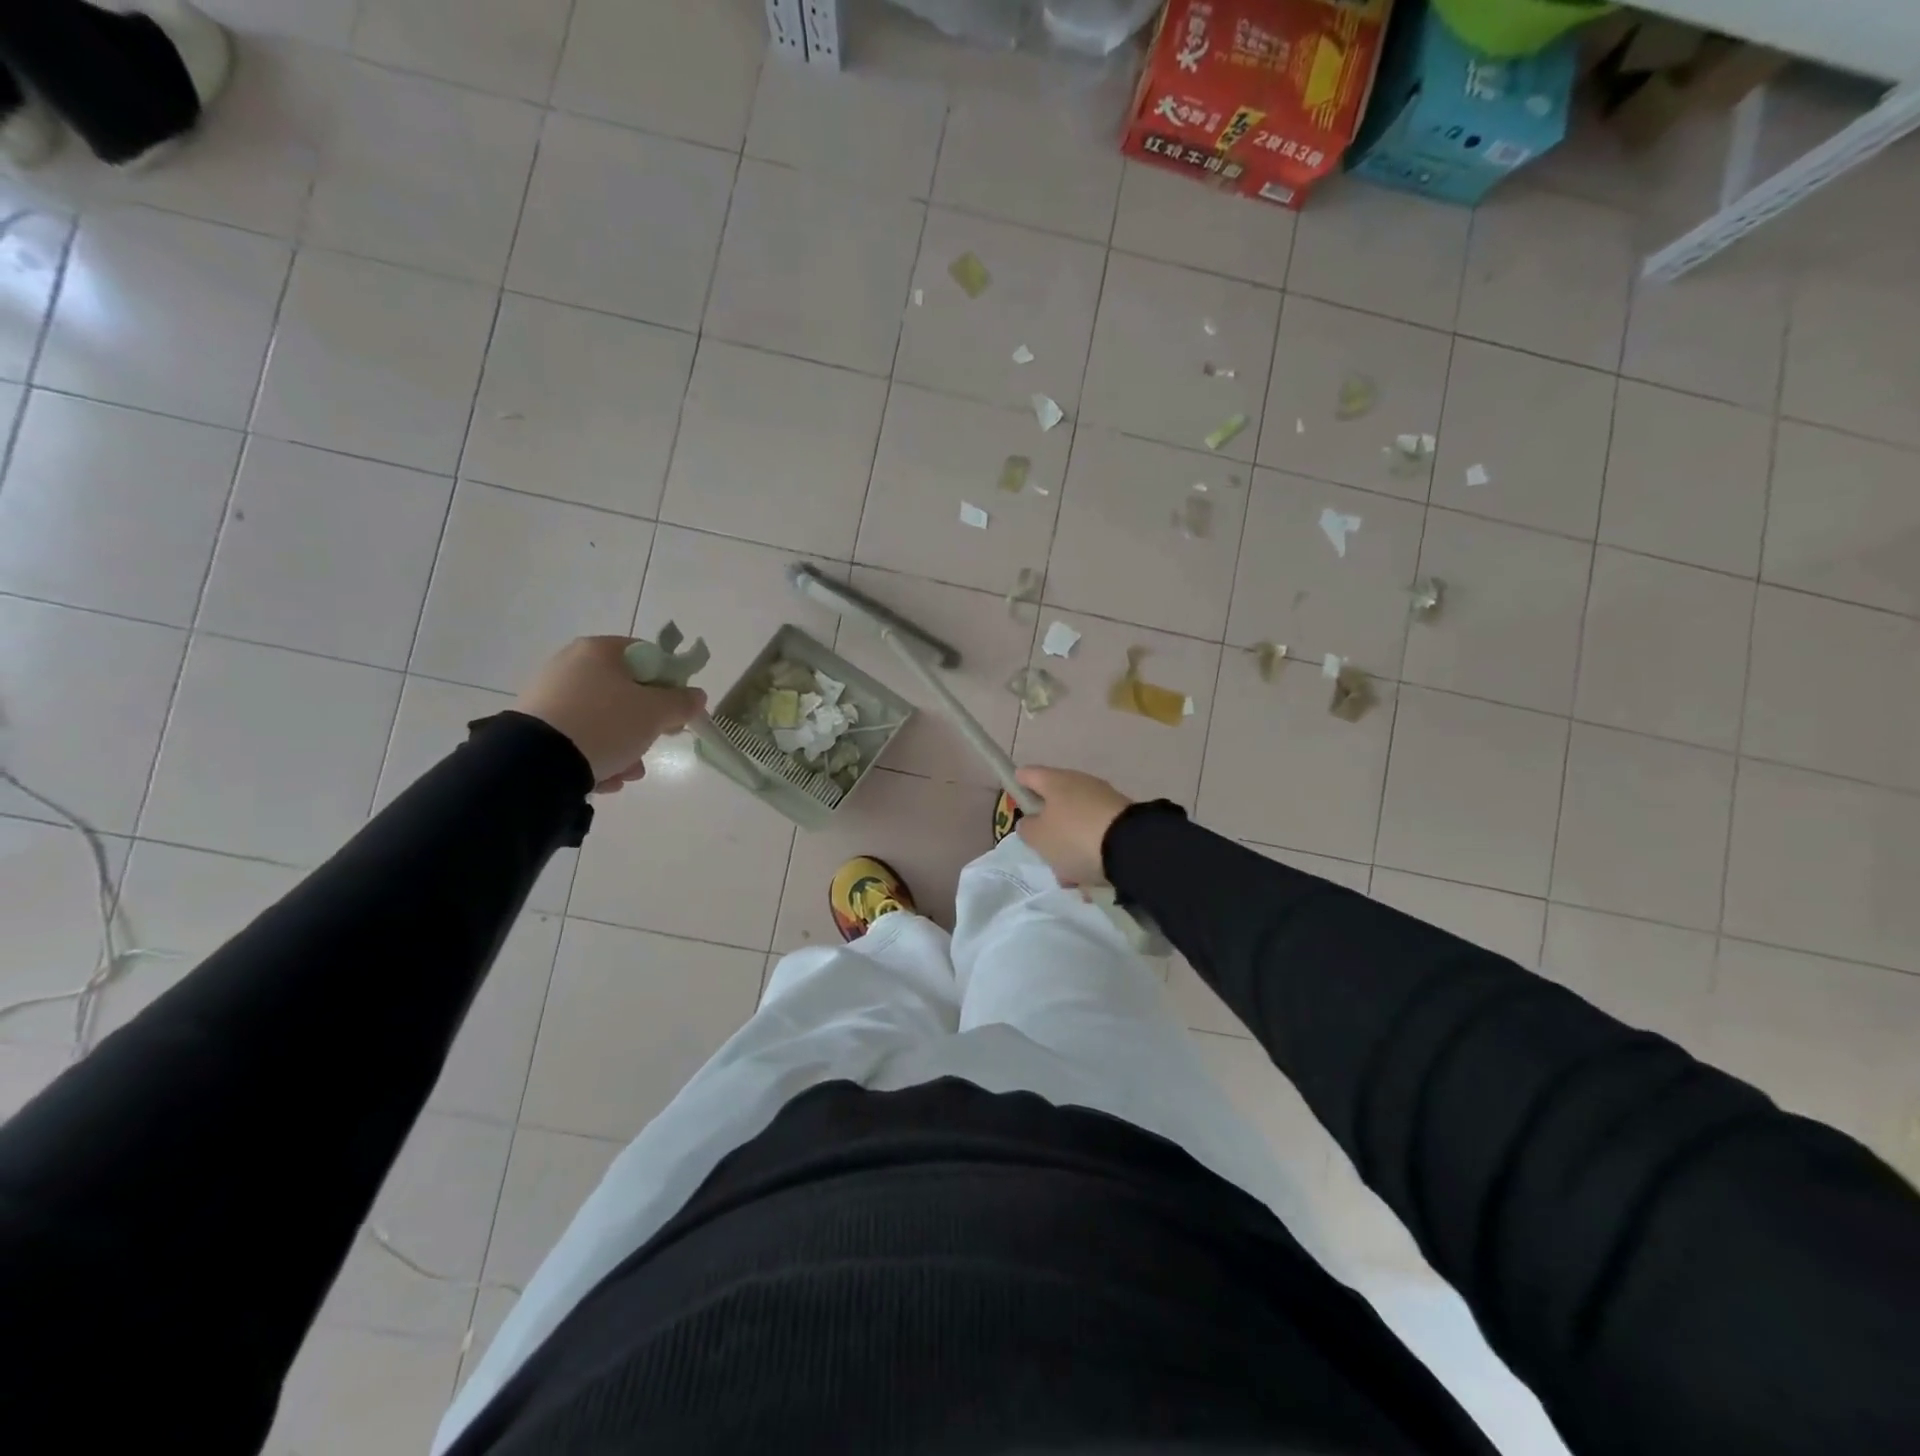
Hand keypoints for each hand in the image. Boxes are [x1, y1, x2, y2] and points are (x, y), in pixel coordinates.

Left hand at [514, 636, 705, 792]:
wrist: (537, 763)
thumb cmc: (605, 724)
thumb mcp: (656, 712)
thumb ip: (683, 702)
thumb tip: (696, 696)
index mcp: (599, 651)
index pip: (647, 656)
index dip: (670, 682)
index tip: (677, 709)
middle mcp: (570, 666)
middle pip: (626, 692)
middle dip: (646, 724)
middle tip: (656, 741)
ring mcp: (550, 697)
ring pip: (604, 720)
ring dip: (625, 747)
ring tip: (628, 772)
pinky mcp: (537, 728)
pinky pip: (580, 738)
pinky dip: (596, 756)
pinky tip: (604, 777)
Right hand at [1013, 766, 1131, 886]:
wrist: (1132, 847)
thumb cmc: (1074, 837)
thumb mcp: (1038, 838)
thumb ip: (1027, 828)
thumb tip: (1031, 822)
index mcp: (1054, 780)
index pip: (1027, 774)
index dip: (1017, 787)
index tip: (1014, 804)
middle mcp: (1079, 782)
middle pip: (1054, 802)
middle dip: (1048, 828)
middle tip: (1044, 852)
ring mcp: (1104, 798)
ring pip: (1076, 822)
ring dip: (1070, 846)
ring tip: (1071, 875)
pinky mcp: (1123, 818)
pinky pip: (1097, 833)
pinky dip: (1091, 852)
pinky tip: (1091, 875)